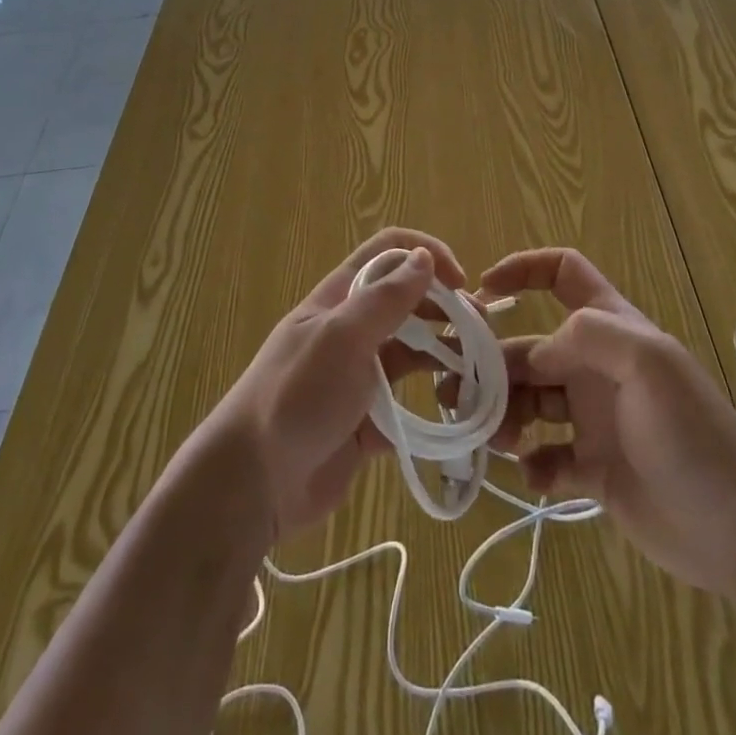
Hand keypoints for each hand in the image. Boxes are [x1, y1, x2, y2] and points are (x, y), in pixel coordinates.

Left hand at [204, 227, 467, 541]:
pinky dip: (435, 403)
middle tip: (481, 332)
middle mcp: (352, 329)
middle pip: (407, 302)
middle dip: (446, 308)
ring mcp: (360, 375)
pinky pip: (410, 402)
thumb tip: (424, 258)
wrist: (254, 482)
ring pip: (413, 351)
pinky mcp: (368, 420)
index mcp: (340, 297)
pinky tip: (460, 410)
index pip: (388, 253)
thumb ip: (385, 299)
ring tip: (480, 371)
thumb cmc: (296, 395)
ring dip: (446, 354)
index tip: (460, 282)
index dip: (426, 254)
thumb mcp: (341, 337)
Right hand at [480, 247, 735, 594]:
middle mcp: (595, 366)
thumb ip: (587, 336)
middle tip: (457, 390)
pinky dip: (532, 464)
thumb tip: (535, 352)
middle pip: (530, 347)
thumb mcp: (647, 363)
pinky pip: (545, 457)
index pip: (564, 274)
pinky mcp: (593, 468)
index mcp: (611, 329)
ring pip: (529, 401)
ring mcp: (593, 418)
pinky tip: (536, 476)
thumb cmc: (693, 434)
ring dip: (502, 413)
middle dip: (492, 362)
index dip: (524, 270)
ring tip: (492, 437)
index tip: (484, 292)